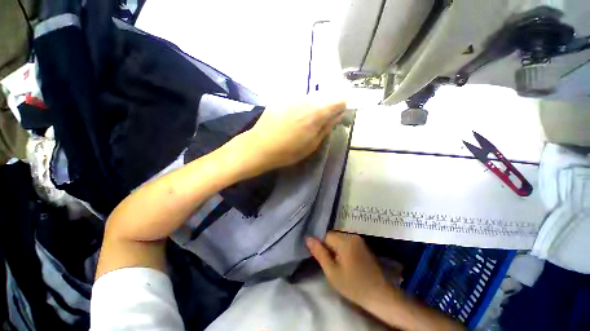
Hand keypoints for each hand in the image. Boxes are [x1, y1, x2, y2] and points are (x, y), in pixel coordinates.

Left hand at [241, 95, 345, 173]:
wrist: (260, 146)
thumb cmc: (288, 151)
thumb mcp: (312, 144)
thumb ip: (326, 127)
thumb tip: (337, 116)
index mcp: (316, 113)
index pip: (338, 100)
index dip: (340, 108)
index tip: (335, 117)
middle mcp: (305, 100)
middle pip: (324, 97)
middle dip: (325, 108)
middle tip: (318, 123)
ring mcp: (292, 97)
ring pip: (310, 98)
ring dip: (312, 107)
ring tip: (303, 122)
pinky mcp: (281, 99)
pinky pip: (297, 99)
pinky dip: (299, 107)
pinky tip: (291, 119)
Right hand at [306, 231, 389, 306]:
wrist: (379, 295)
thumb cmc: (354, 285)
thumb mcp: (332, 272)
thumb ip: (319, 253)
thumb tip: (308, 238)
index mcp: (345, 240)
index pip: (326, 236)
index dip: (323, 248)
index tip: (327, 261)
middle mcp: (352, 235)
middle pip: (333, 236)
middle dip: (330, 248)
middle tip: (334, 265)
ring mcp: (359, 239)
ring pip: (340, 239)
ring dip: (337, 249)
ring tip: (342, 265)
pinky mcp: (363, 244)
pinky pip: (347, 242)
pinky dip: (344, 250)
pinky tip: (348, 263)